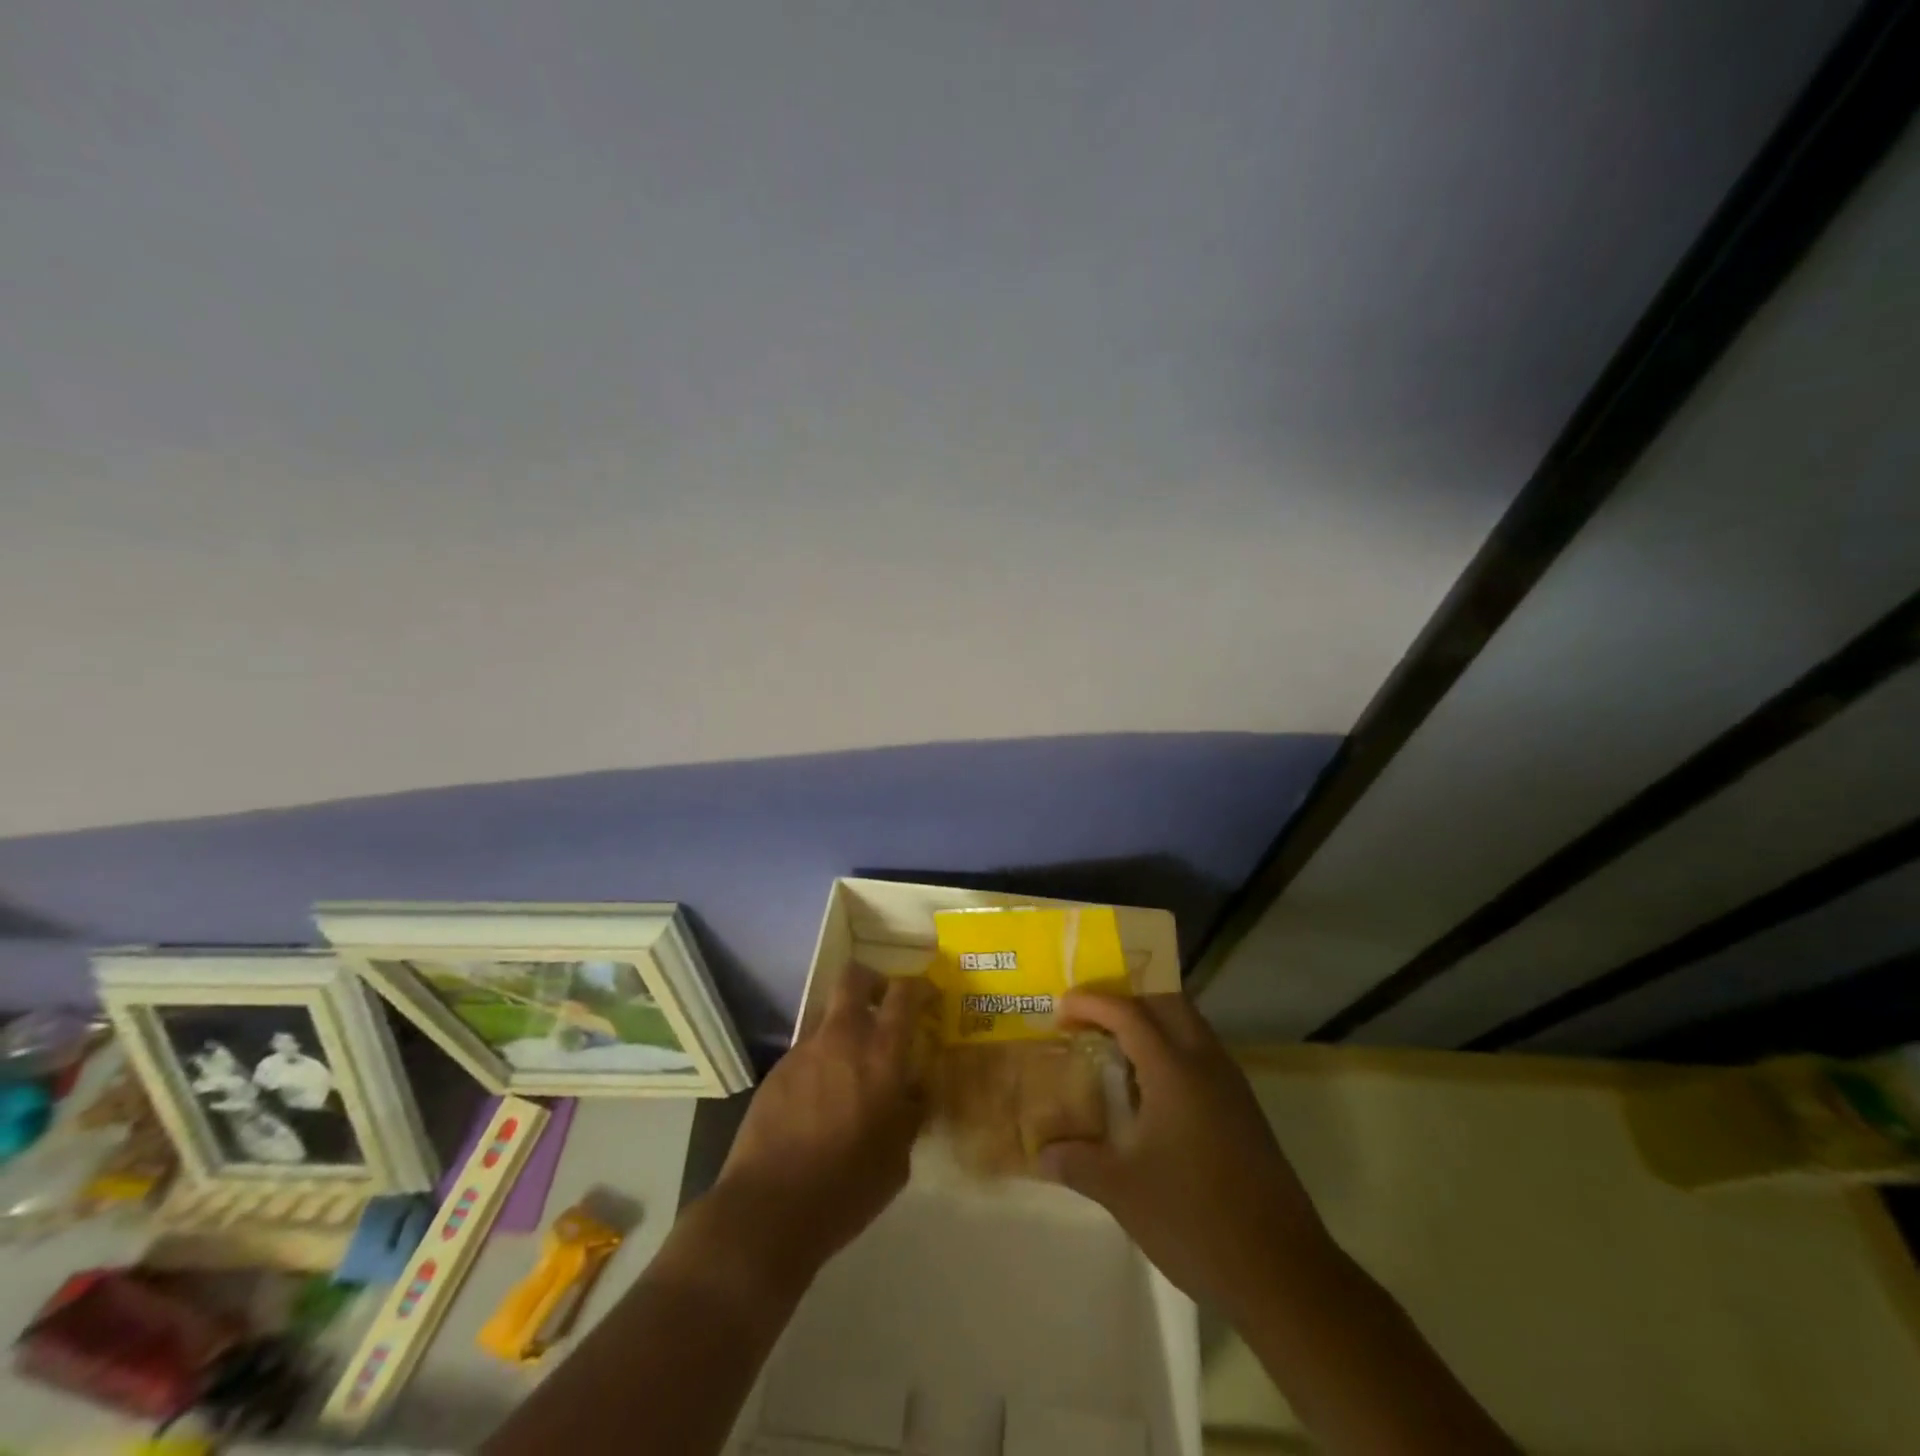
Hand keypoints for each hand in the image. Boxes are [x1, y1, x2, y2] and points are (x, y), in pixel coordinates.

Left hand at [712, 964, 936, 1288]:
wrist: (769, 1208)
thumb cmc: (847, 1186)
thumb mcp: (898, 1158)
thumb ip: (910, 1114)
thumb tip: (913, 1092)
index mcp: (881, 1054)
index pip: (903, 994)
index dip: (918, 987)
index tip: (927, 996)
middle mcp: (842, 1038)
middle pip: (854, 978)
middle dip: (872, 981)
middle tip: (883, 1004)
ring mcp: (804, 1051)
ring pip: (828, 1015)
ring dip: (844, 1027)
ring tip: (851, 1067)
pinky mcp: (777, 1071)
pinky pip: (807, 1050)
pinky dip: (821, 1061)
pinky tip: (821, 1100)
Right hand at [1040, 991, 1333, 1317]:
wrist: (1283, 1273)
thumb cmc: (1194, 1220)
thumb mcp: (1123, 1191)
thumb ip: (1078, 1162)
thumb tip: (1041, 1153)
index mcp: (1175, 1071)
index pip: (1129, 1014)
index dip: (1092, 1003)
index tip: (1060, 1009)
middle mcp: (1207, 1064)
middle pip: (1166, 1004)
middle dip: (1126, 1001)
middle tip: (1091, 1021)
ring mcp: (1232, 1087)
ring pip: (1190, 1027)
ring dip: (1152, 1025)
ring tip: (1115, 1051)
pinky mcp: (1245, 1111)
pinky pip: (1203, 1056)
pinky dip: (1172, 1052)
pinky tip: (1151, 1093)